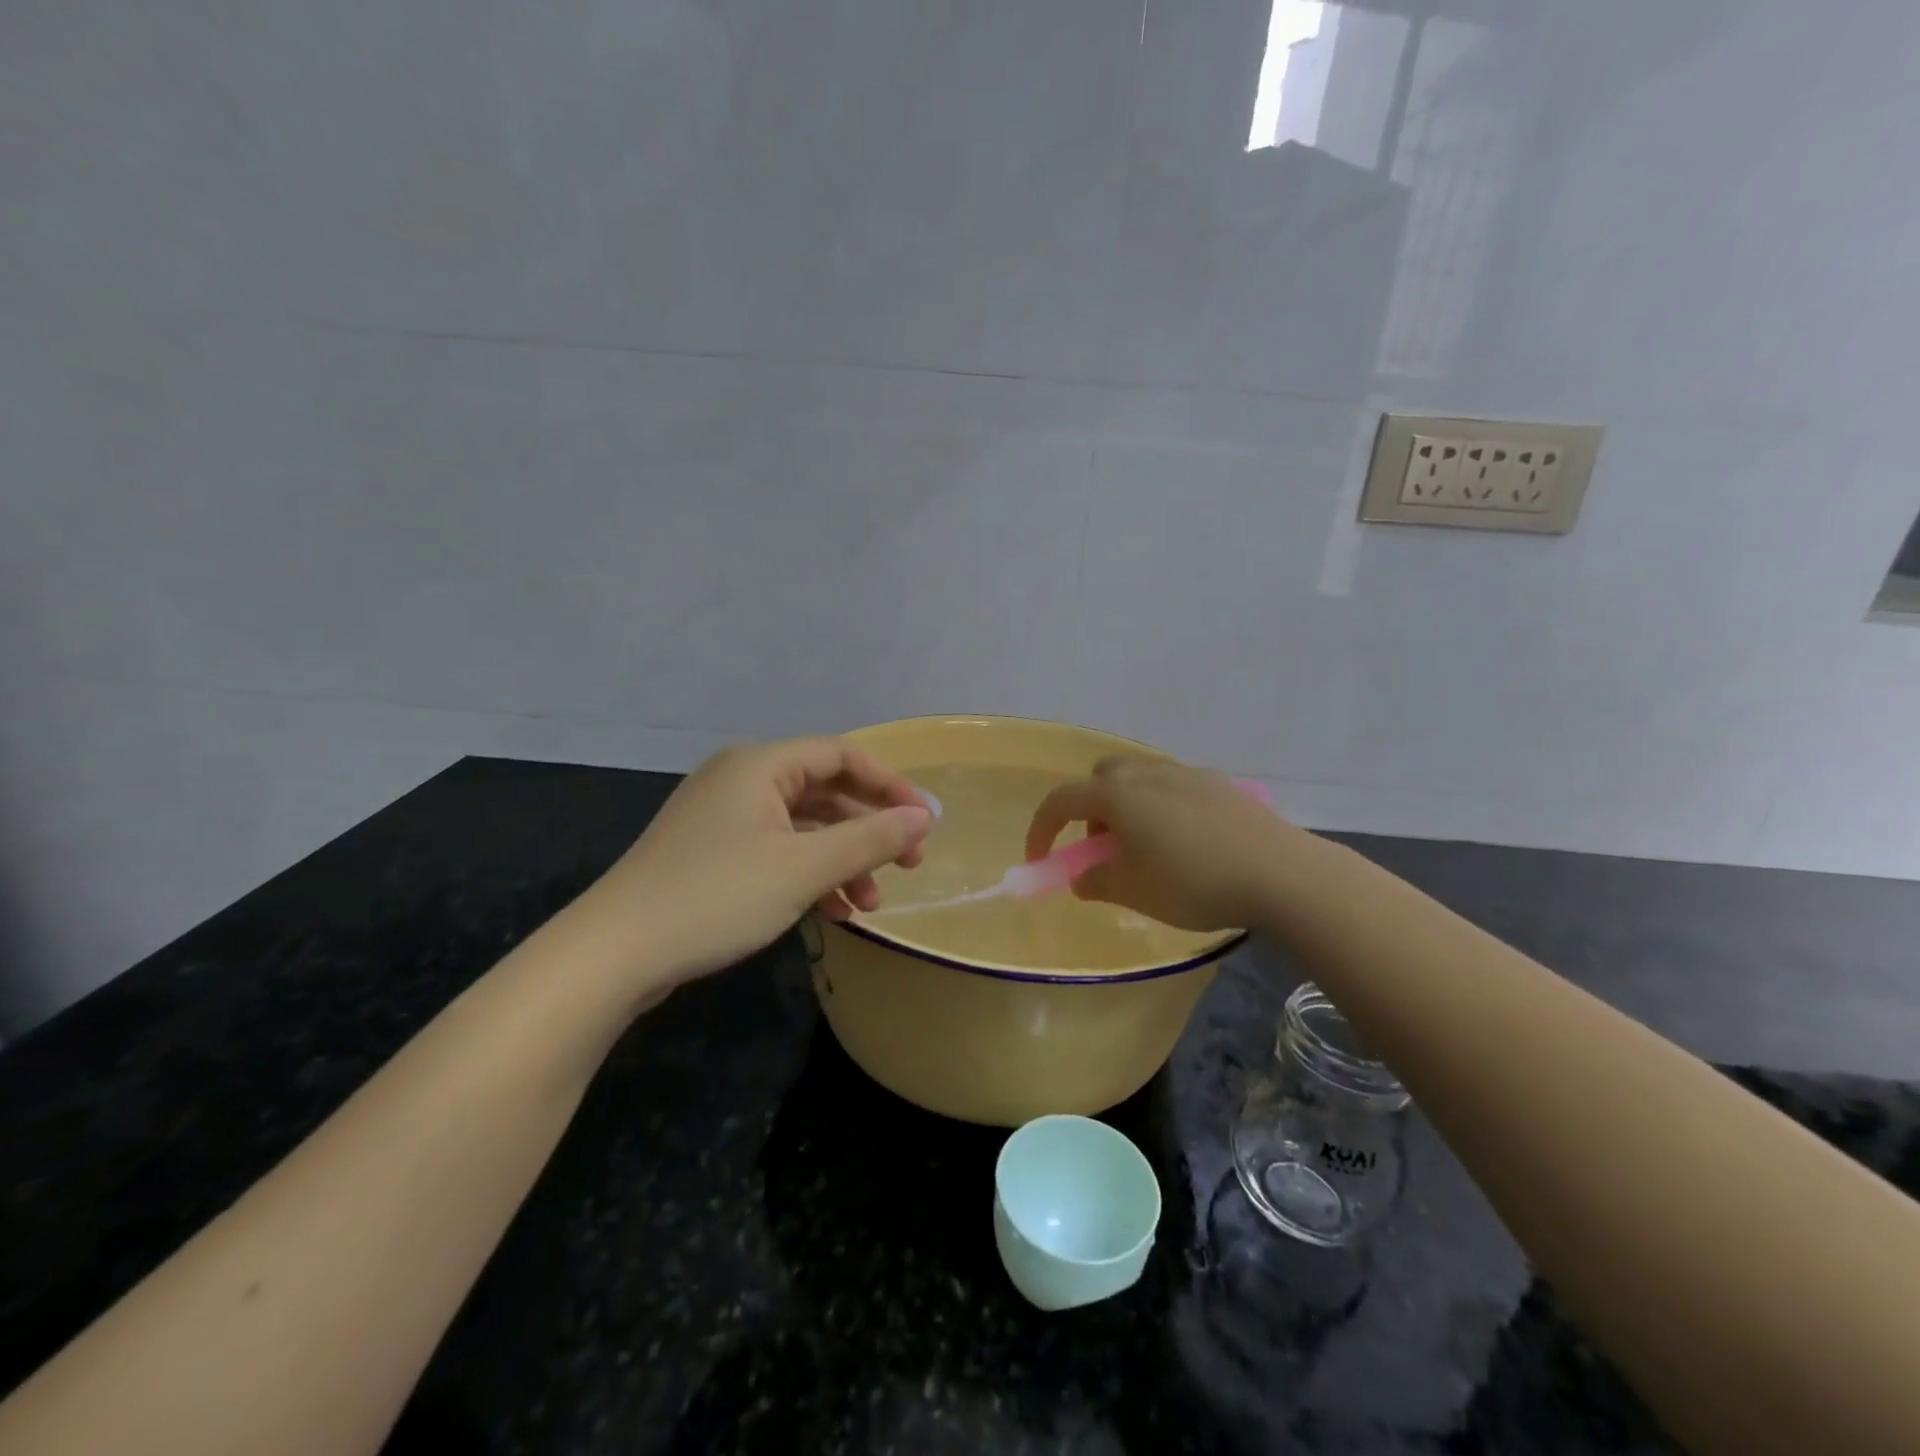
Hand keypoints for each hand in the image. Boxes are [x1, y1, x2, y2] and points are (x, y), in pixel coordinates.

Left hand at [591, 738, 932, 983]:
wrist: (613, 954)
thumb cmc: (716, 897)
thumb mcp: (803, 868)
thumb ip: (869, 839)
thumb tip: (924, 818)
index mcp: (761, 765)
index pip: (842, 755)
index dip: (889, 784)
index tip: (923, 822)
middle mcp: (742, 779)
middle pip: (824, 790)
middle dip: (868, 829)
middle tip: (906, 865)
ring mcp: (723, 818)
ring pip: (803, 827)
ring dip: (842, 860)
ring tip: (869, 905)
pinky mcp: (712, 853)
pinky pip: (777, 851)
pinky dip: (809, 875)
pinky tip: (832, 912)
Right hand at [1025, 757, 1304, 931]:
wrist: (1281, 872)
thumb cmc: (1194, 882)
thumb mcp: (1134, 891)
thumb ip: (1097, 881)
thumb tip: (1083, 877)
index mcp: (1118, 794)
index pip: (1061, 801)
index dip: (1042, 830)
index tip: (1042, 860)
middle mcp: (1147, 772)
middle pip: (1101, 778)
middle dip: (1091, 809)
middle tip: (1104, 847)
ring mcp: (1187, 773)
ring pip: (1140, 779)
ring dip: (1127, 807)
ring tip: (1147, 847)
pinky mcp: (1220, 784)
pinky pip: (1174, 787)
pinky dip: (1163, 807)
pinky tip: (1188, 841)